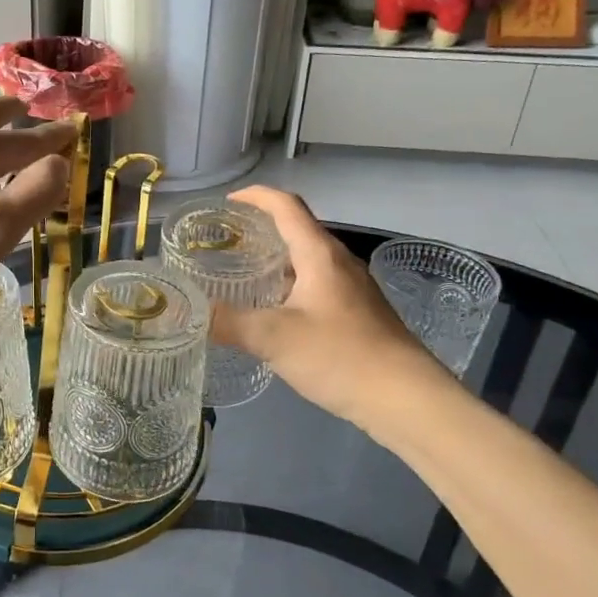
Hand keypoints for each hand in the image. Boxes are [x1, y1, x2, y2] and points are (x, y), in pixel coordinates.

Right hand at [212, 186, 445, 425]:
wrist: (406, 399)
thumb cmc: (340, 356)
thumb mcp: (274, 338)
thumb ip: (228, 322)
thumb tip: (191, 312)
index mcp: (320, 255)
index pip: (286, 206)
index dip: (256, 196)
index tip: (228, 201)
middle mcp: (339, 263)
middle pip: (298, 230)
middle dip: (261, 229)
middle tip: (226, 243)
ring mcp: (353, 289)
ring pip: (308, 260)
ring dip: (276, 260)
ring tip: (243, 276)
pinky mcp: (359, 314)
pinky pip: (318, 285)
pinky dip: (291, 286)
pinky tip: (275, 313)